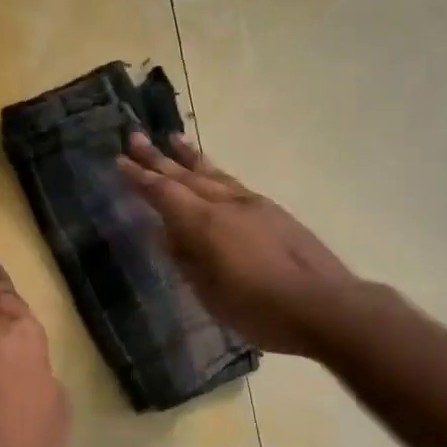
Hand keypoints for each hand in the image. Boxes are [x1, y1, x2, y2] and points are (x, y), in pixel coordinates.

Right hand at [118, 132, 361, 356]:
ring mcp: (253, 204)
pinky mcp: (273, 211)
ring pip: (213, 174)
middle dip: (157, 157)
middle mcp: (226, 205)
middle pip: (185, 175)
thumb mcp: (211, 294)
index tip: (120, 160)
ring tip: (171, 138)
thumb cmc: (261, 309)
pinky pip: (232, 182)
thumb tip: (168, 234)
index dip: (140, 177)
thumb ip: (187, 260)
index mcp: (205, 224)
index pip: (164, 193)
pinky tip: (212, 174)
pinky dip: (214, 172)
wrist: (326, 305)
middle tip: (134, 136)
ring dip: (189, 157)